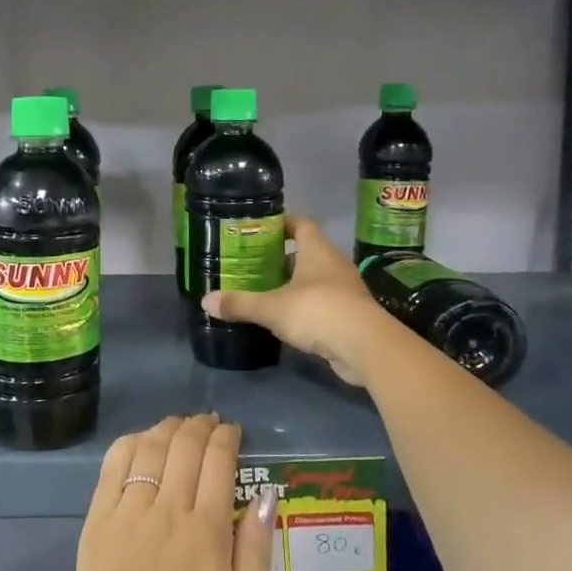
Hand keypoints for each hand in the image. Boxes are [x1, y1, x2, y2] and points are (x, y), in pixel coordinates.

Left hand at [66, 414, 276, 570]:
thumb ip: (256, 552)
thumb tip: (266, 495)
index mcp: (206, 533)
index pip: (218, 461)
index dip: (227, 438)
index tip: (233, 432)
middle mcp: (165, 512)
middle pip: (183, 446)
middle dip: (200, 426)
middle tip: (210, 423)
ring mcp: (125, 515)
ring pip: (147, 449)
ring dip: (167, 428)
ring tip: (179, 425)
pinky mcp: (95, 525)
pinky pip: (111, 468)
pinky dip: (129, 444)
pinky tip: (140, 442)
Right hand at [204, 216, 389, 384]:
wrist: (365, 346)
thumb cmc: (318, 312)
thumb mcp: (272, 308)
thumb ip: (240, 303)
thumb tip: (205, 300)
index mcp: (317, 251)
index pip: (301, 224)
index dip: (282, 224)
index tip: (261, 230)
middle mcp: (334, 264)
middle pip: (307, 252)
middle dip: (282, 258)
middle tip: (254, 264)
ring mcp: (345, 290)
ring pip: (315, 279)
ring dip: (294, 284)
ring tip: (266, 291)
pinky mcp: (350, 315)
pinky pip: (323, 303)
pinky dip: (305, 307)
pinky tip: (287, 319)